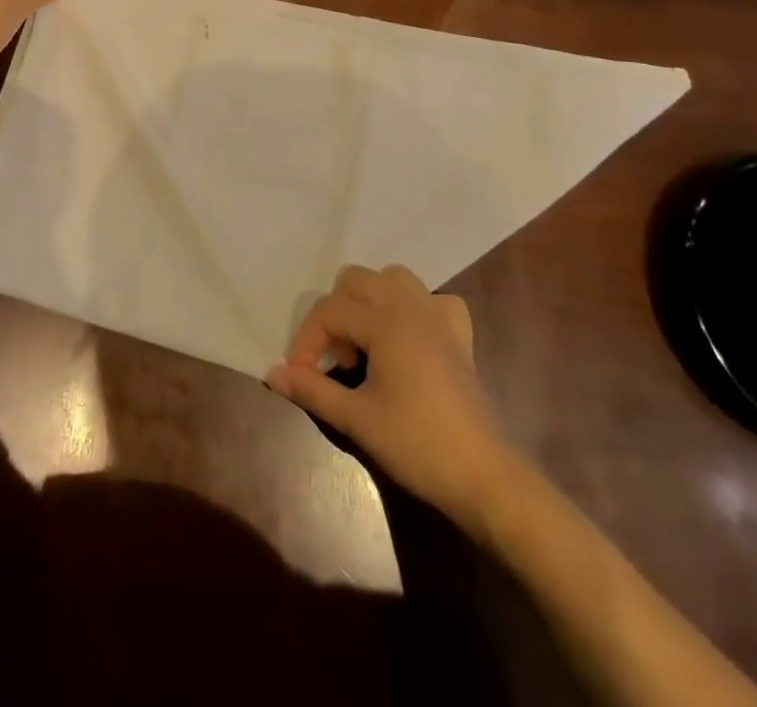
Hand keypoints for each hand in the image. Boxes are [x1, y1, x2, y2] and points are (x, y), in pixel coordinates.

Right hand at [267, 265, 524, 526]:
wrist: (484, 478)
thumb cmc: (417, 444)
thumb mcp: (357, 419)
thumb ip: (312, 389)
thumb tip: (271, 374)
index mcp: (385, 321)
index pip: (330, 311)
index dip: (306, 341)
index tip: (298, 375)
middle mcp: (411, 307)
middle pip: (357, 280)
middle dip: (336, 313)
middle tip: (336, 359)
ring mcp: (439, 318)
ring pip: (395, 278)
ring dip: (371, 300)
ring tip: (366, 341)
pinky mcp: (460, 337)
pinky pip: (435, 300)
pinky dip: (417, 309)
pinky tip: (411, 338)